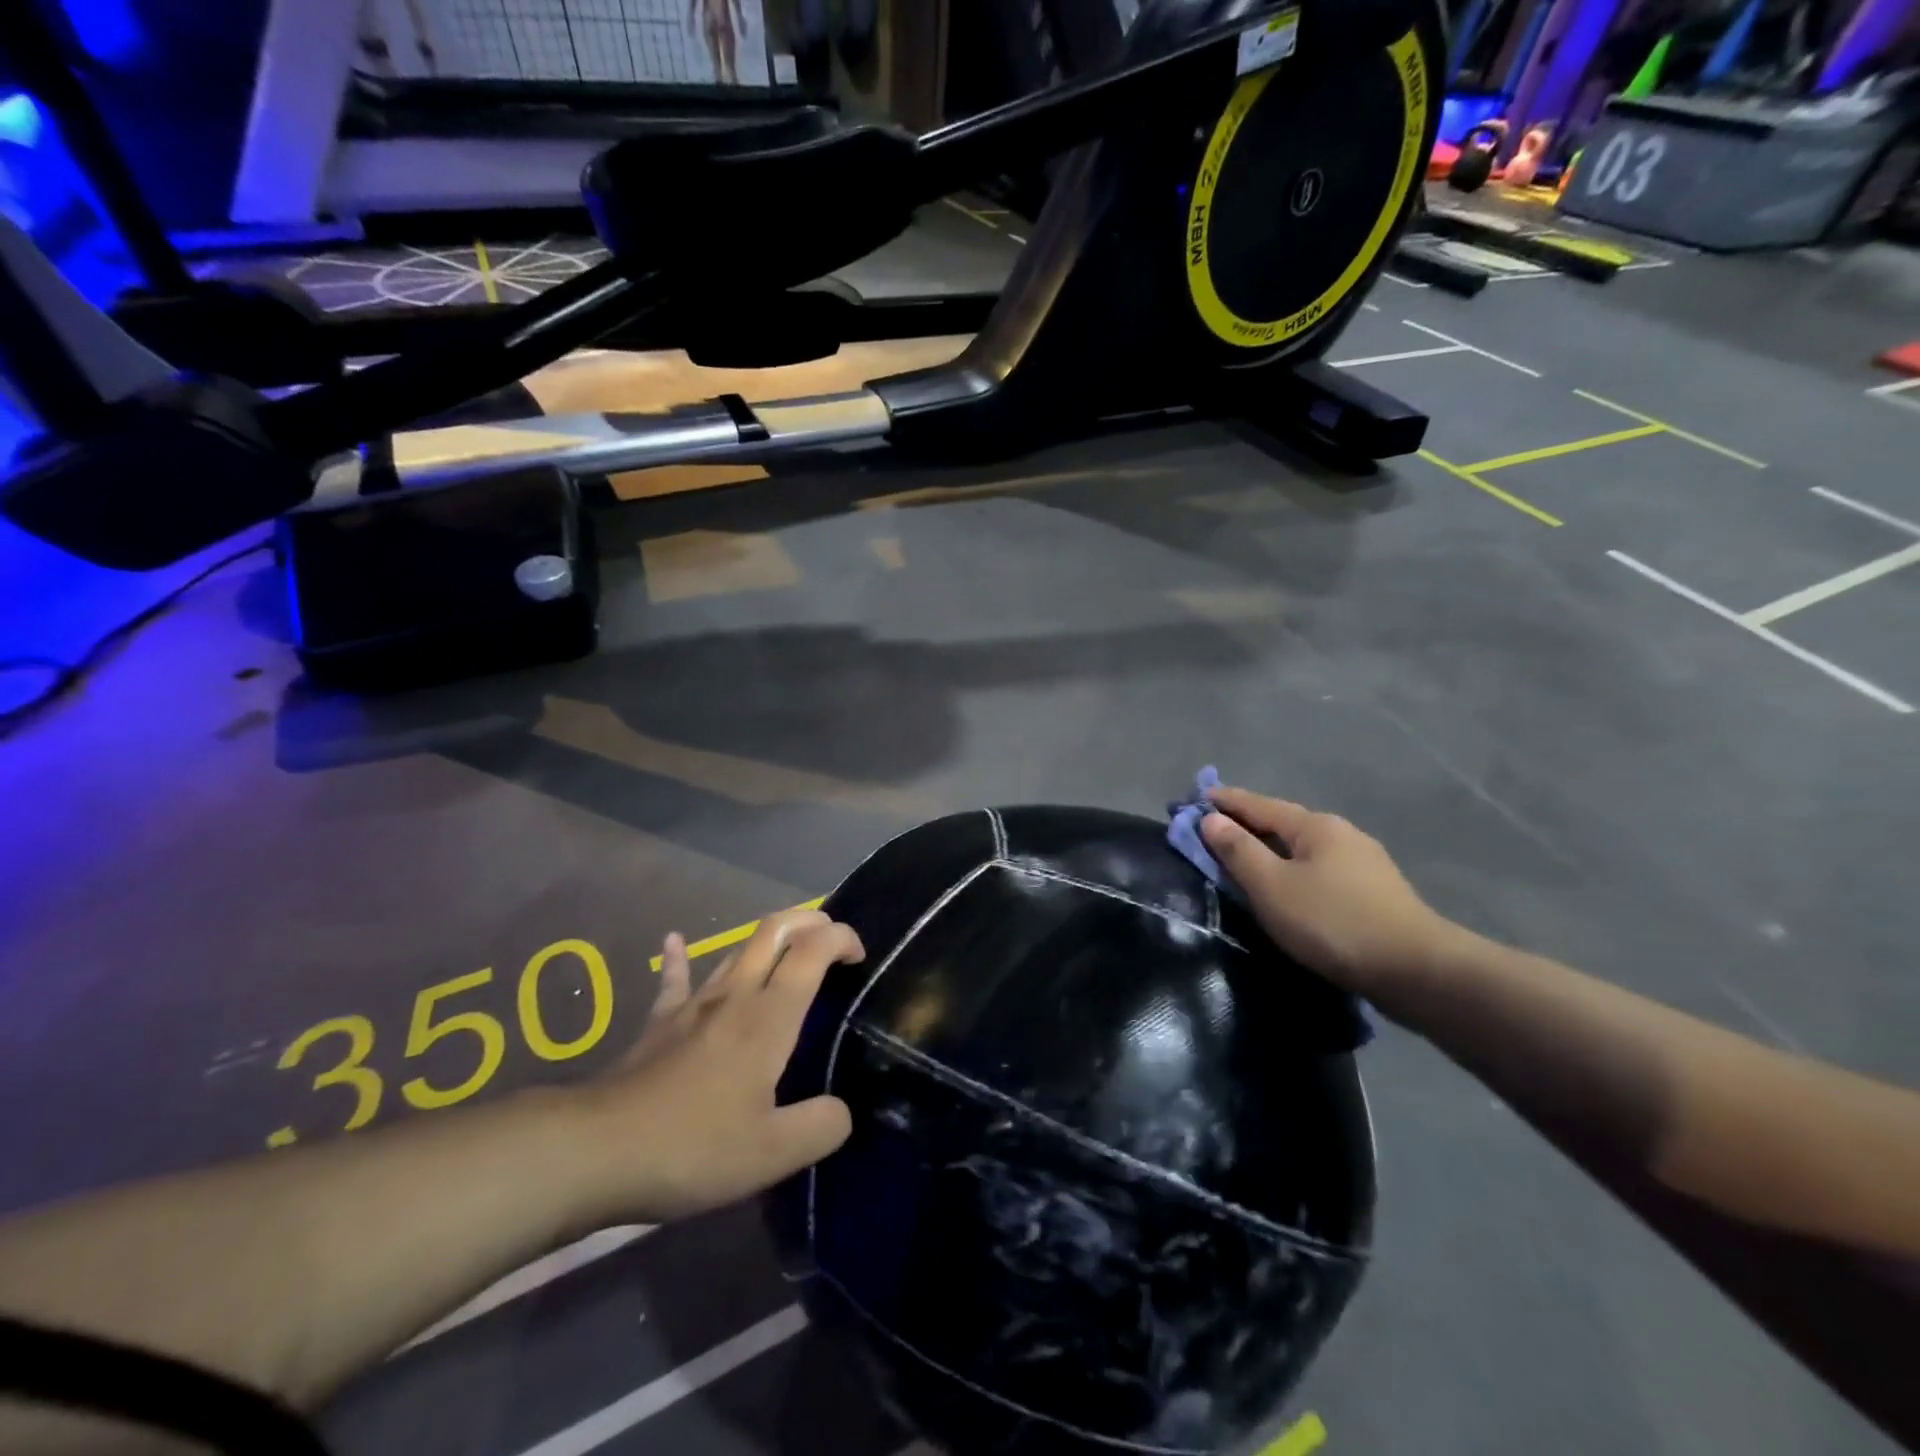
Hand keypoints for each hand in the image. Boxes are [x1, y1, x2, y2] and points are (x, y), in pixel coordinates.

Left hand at [578, 908, 863, 1223]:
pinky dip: (679, 957)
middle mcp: (735, 995)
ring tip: (787, 950)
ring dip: (766, 939)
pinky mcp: (660, 1023)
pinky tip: (673, 941)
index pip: (812, 950)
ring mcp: (693, 1005)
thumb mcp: (773, 1153)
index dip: (841, 938)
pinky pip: (674, 979)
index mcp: (769, 1017)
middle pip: (774, 930)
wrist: (597, 1150)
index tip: (859, 956)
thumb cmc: (693, 1146)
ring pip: (735, 950)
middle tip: (830, 940)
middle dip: (809, 921)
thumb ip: (821, 1127)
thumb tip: (841, 1112)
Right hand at [1201, 786, 1455, 998]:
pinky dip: (1293, 869)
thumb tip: (1211, 819)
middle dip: (1248, 824)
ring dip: (1271, 849)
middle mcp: (1341, 834)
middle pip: (1283, 823)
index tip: (1196, 797)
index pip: (1258, 804)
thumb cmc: (1332, 922)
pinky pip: (1319, 869)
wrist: (1417, 972)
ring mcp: (1364, 862)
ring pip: (1303, 847)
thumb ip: (1238, 850)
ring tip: (1246, 859)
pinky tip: (1289, 885)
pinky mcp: (1375, 892)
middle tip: (1214, 829)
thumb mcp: (1272, 886)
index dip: (1225, 801)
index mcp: (1315, 826)